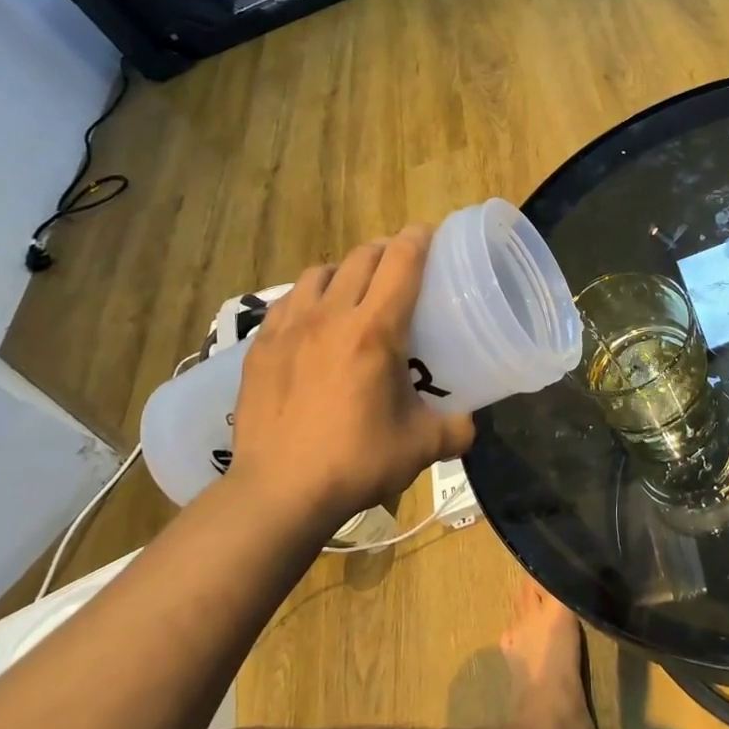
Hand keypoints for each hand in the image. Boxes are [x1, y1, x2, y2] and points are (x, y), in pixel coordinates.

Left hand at [225, 226, 474, 528]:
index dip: (419, 240)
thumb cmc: (355, 463)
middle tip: (401, 267)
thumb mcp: (420, 447)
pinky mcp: (260, 347)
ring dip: (345, 271)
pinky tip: (314, 322)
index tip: (430, 235)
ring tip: (355, 291)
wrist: (277, 493)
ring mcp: (289, 329)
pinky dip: (309, 298)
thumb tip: (468, 422)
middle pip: (361, 257)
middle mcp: (331, 316)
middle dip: (386, 251)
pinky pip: (288, 301)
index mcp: (374, 331)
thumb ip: (455, 428)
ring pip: (320, 272)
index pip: (400, 262)